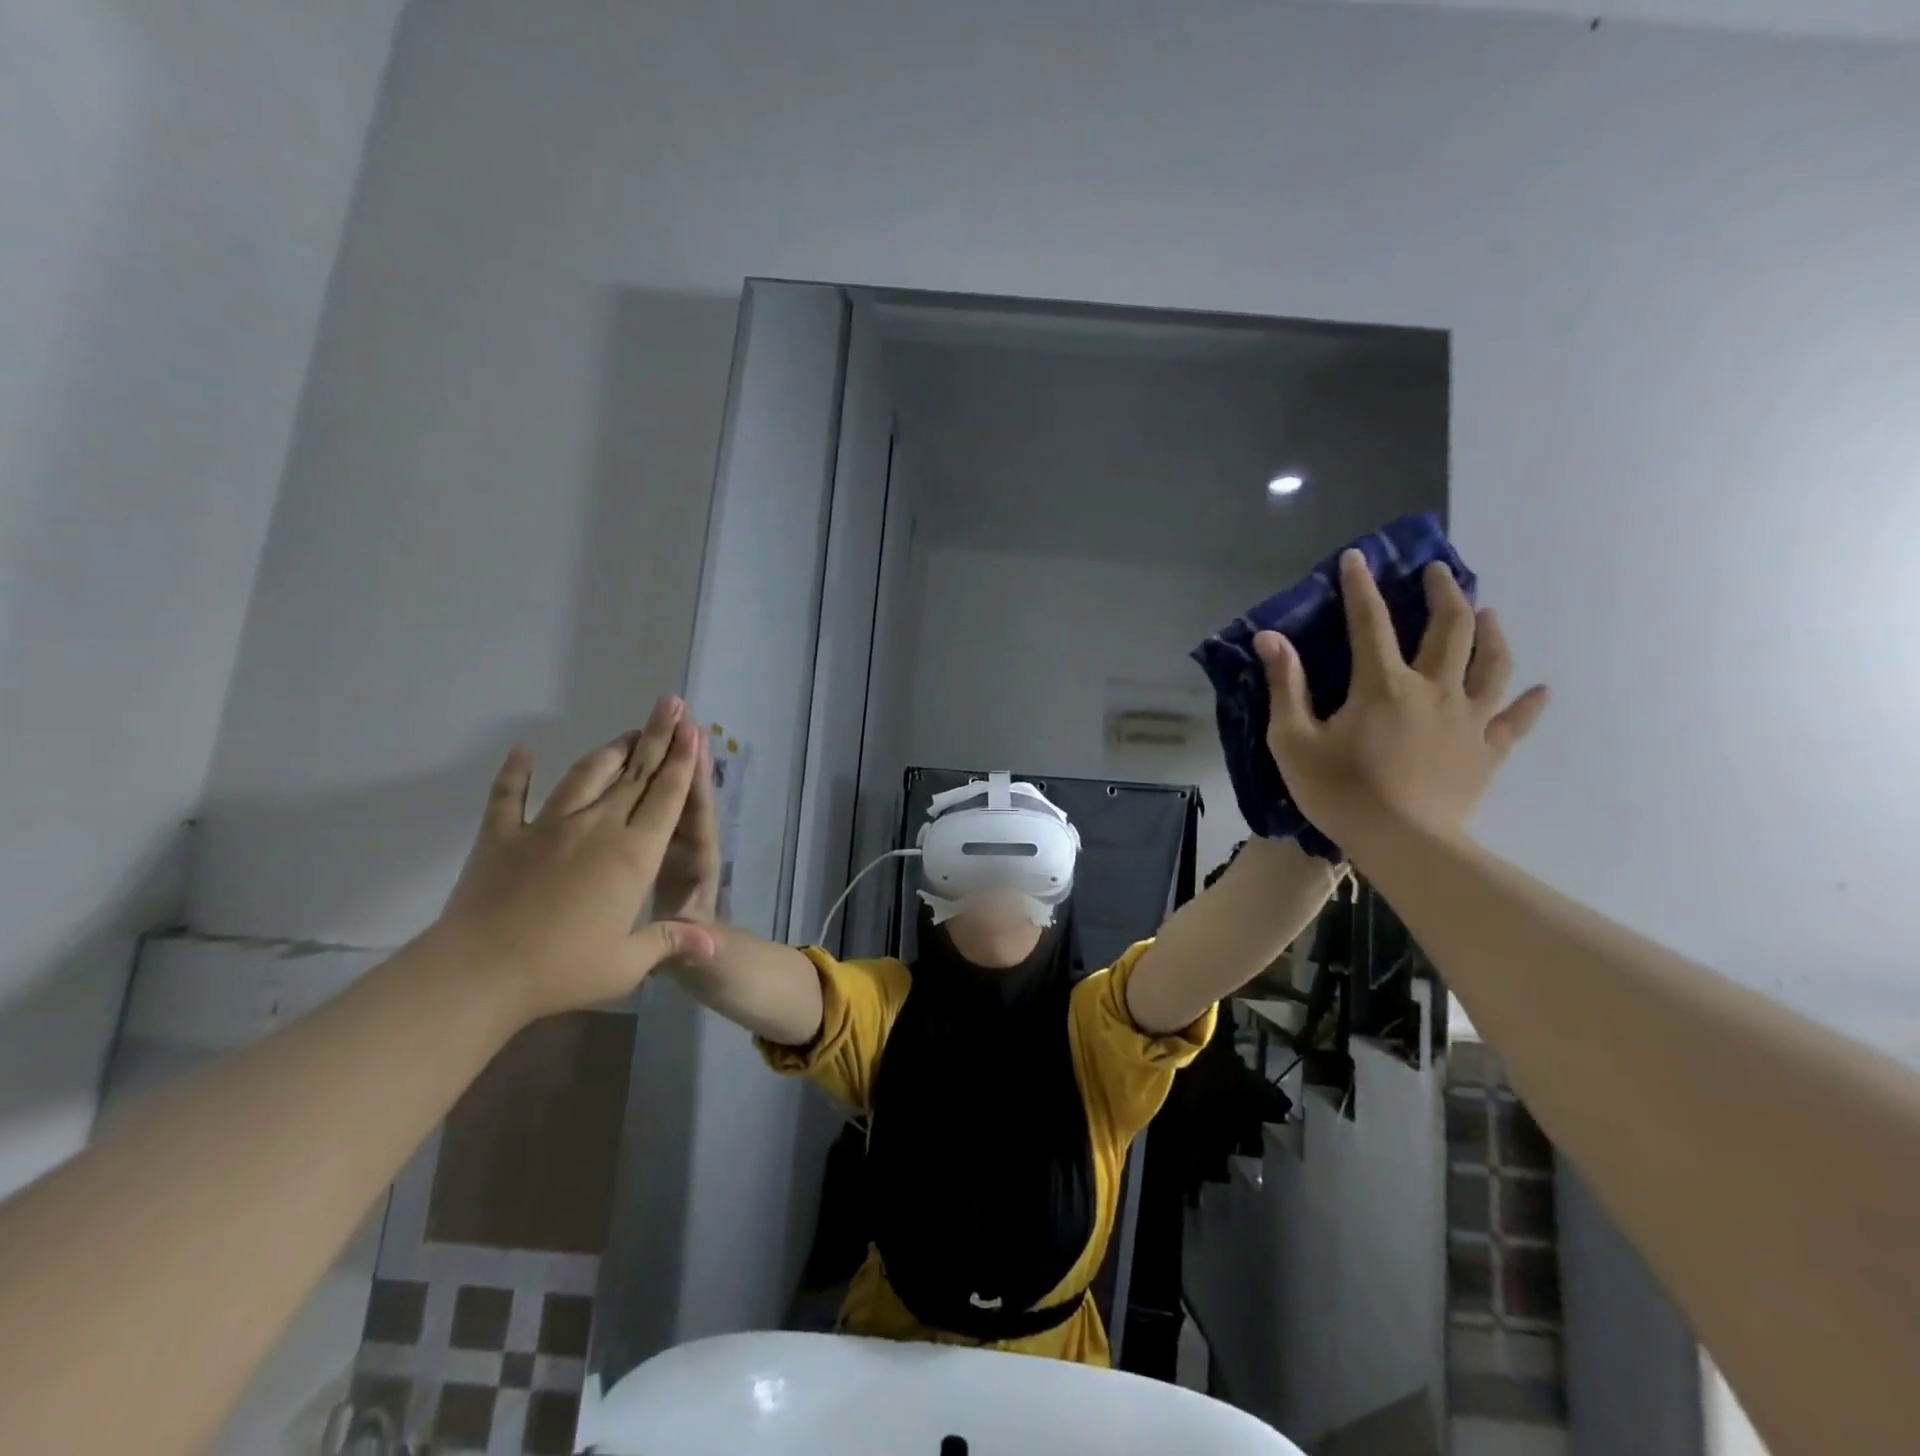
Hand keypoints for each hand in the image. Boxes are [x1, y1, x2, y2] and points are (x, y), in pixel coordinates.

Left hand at [433, 700, 717, 1023]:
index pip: (666, 797)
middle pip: (635, 773)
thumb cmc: (562, 970)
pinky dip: (516, 772)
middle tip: (672, 704)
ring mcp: (548, 826)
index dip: (682, 761)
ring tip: (627, 733)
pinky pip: (510, 795)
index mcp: (633, 855)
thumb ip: (670, 941)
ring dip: (610, 751)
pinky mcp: (503, 835)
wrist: (478, 973)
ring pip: (586, 774)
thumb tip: (714, 943)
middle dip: (657, 736)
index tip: (692, 730)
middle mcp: (597, 827)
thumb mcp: (626, 964)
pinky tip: (523, 752)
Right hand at [1256, 550, 1548, 850]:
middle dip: (1443, 592)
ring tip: (1488, 612)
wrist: (1402, 843)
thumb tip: (1270, 638)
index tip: (1358, 557)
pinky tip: (1540, 690)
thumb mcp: (1292, 740)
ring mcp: (1468, 719)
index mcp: (1383, 684)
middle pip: (1450, 628)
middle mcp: (1434, 689)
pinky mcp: (1488, 750)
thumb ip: (1285, 686)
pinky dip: (1530, 702)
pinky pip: (1516, 720)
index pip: (1369, 622)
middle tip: (1438, 571)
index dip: (1361, 587)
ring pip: (1492, 662)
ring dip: (1491, 631)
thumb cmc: (1339, 791)